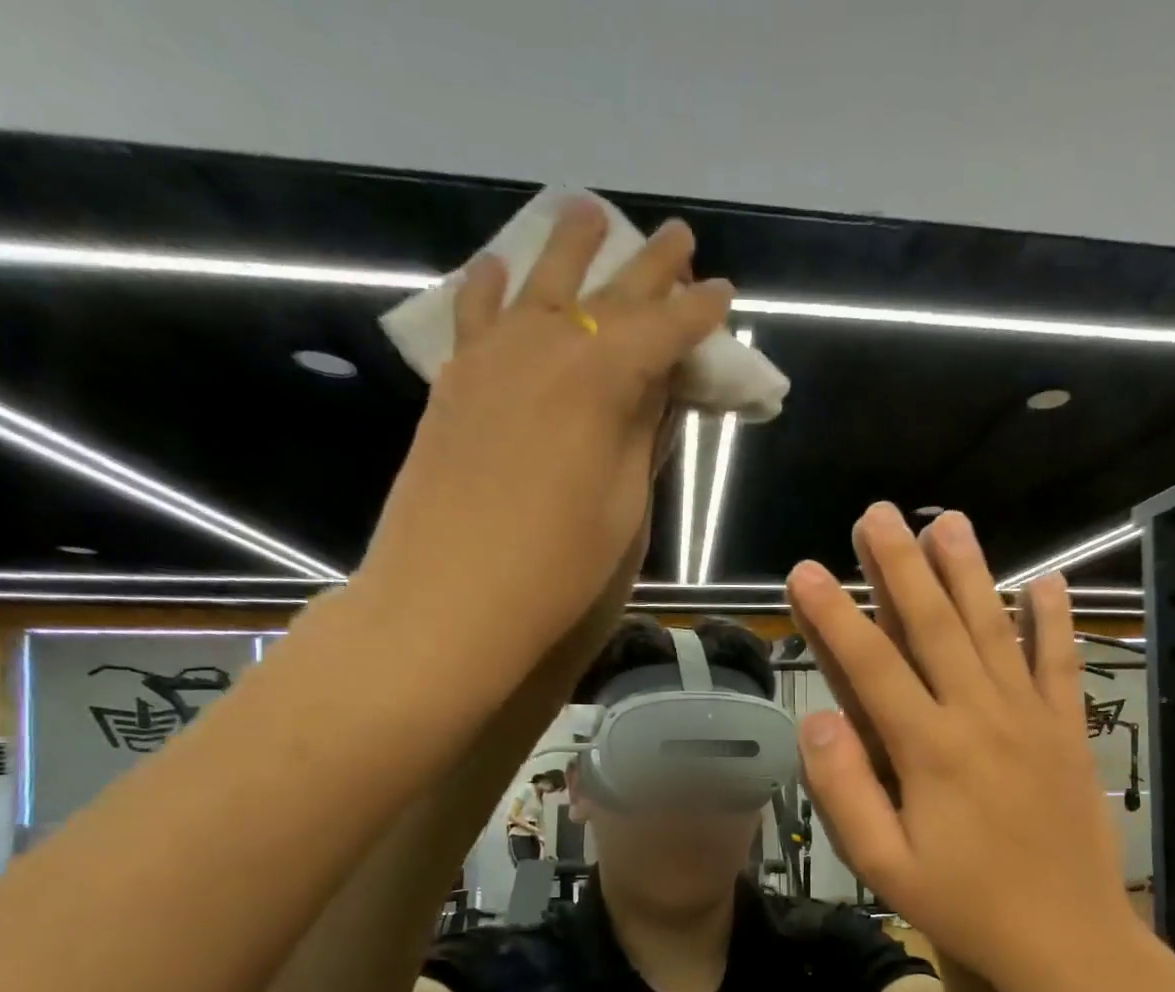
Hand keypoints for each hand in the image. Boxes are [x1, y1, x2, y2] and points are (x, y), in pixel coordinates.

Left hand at [358, 197, 731, 672]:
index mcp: (600, 382)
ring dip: (569, 248)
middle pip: (608, 296)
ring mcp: (491, 360)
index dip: (698, 312)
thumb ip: (641, 434)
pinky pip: (476, 314)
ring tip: (588, 212)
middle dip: (649, 266)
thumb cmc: (558, 566)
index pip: (662, 331)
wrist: (450, 597)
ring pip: (538, 284)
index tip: (724, 291)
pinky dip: (492, 286)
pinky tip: (497, 267)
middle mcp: (546, 349)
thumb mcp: (624, 505)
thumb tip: (659, 386)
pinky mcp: (455, 384)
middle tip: (679, 237)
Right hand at [785, 503, 1129, 986]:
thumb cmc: (967, 907)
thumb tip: (817, 721)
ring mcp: (1031, 717)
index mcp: (928, 750)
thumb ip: (845, 792)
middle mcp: (979, 716)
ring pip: (994, 628)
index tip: (803, 571)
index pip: (870, 666)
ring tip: (949, 523)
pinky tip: (1047, 580)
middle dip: (900, 566)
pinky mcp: (1068, 730)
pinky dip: (1054, 620)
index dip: (833, 615)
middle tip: (877, 514)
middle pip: (934, 626)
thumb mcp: (885, 868)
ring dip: (969, 572)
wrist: (1068, 938)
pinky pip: (1061, 663)